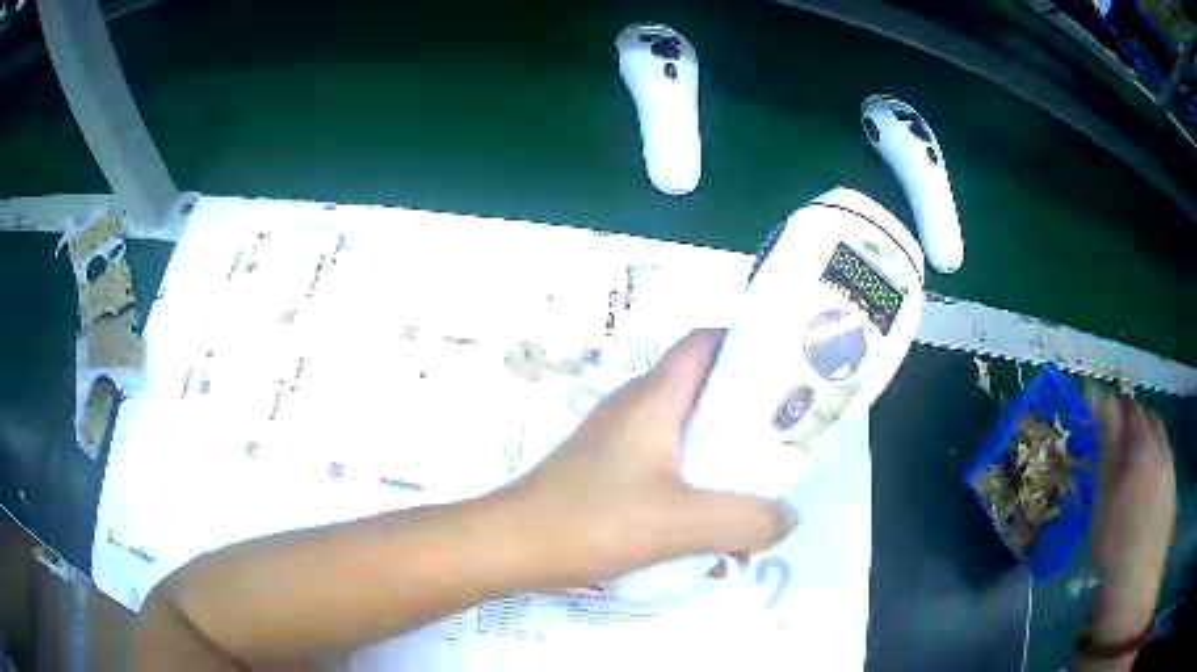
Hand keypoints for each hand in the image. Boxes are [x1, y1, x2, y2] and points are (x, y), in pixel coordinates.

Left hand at [503, 329, 796, 588]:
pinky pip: (664, 462)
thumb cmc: (592, 520)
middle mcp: (635, 407)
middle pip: (703, 388)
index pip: (706, 343)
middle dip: (747, 410)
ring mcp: (617, 440)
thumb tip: (787, 517)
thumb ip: (745, 519)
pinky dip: (693, 480)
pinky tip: (707, 520)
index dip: (747, 344)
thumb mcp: (681, 522)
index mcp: (654, 397)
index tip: (787, 371)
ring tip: (757, 485)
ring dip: (721, 453)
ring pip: (684, 430)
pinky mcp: (606, 471)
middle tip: (787, 439)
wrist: (511, 546)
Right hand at [1089, 393, 1175, 641]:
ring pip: (1160, 445)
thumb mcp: (1105, 494)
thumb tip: (1100, 397)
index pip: (1132, 411)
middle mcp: (1162, 449)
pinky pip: (1166, 467)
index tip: (1104, 429)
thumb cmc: (1114, 541)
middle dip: (1135, 432)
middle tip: (1117, 460)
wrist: (1136, 582)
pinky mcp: (1173, 492)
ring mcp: (1170, 471)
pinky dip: (1157, 470)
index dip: (1118, 414)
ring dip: (1148, 451)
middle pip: (1150, 424)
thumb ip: (1107, 444)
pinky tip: (1145, 499)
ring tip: (1131, 481)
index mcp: (1143, 445)